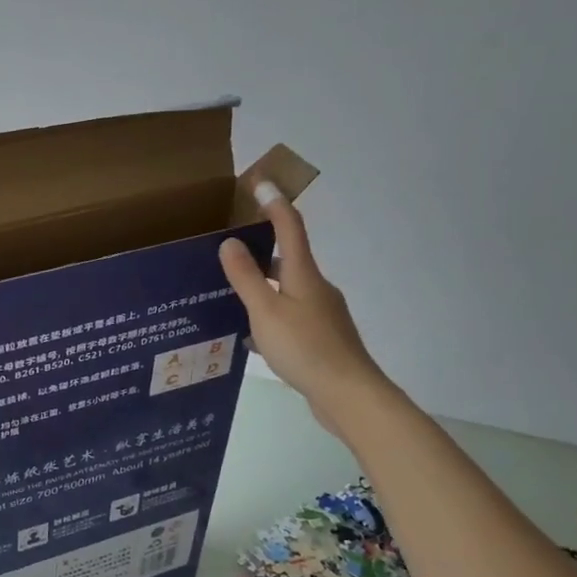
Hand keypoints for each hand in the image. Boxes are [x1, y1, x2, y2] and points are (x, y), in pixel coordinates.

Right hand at [219, 183, 386, 434]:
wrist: (349, 395)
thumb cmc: (306, 348)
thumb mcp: (266, 312)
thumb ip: (246, 277)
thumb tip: (230, 241)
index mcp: (304, 275)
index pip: (290, 228)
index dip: (275, 203)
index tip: (260, 181)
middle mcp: (316, 288)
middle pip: (288, 259)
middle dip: (261, 250)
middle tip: (228, 249)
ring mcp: (321, 314)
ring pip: (286, 290)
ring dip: (262, 287)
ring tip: (229, 294)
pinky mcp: (321, 339)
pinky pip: (289, 316)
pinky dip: (269, 316)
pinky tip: (249, 336)